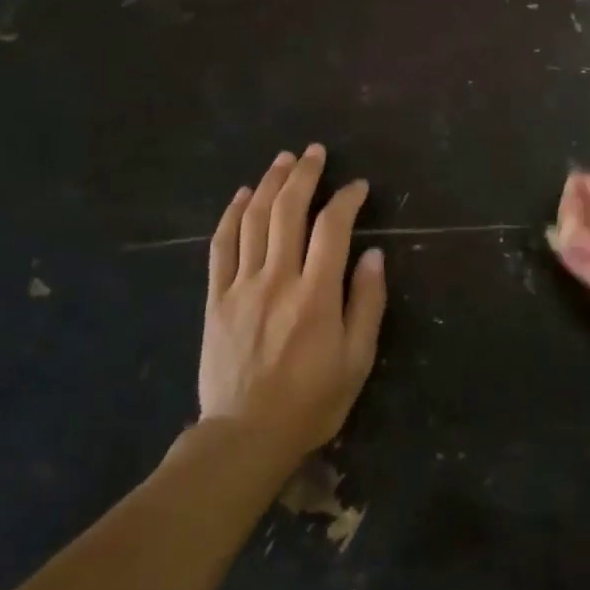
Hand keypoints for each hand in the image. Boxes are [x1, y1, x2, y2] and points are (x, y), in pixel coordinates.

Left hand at [198, 145, 386, 464]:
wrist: (244, 437)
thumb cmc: (311, 401)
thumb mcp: (357, 360)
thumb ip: (367, 303)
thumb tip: (373, 256)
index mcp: (316, 294)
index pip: (332, 228)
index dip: (346, 199)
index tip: (358, 186)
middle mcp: (277, 279)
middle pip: (288, 211)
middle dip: (304, 175)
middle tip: (314, 152)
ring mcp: (241, 286)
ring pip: (254, 220)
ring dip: (269, 184)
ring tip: (282, 160)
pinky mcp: (216, 298)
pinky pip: (220, 247)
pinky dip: (231, 215)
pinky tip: (241, 195)